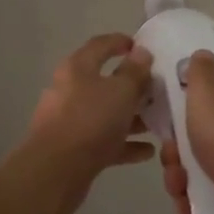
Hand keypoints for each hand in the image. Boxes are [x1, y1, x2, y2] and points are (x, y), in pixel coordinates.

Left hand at [21, 34, 155, 213]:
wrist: (55, 171)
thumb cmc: (91, 120)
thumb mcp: (121, 91)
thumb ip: (135, 72)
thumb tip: (141, 52)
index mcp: (78, 68)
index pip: (100, 45)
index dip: (121, 42)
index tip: (142, 47)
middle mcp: (71, 90)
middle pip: (105, 82)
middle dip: (133, 86)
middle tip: (158, 89)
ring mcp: (71, 121)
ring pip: (106, 113)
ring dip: (132, 117)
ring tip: (158, 122)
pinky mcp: (74, 149)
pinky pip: (104, 141)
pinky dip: (124, 143)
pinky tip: (148, 151)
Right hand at [159, 51, 213, 213]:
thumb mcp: (209, 91)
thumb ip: (201, 72)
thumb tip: (201, 54)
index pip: (207, 100)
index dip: (182, 112)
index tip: (167, 123)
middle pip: (197, 138)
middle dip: (176, 152)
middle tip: (172, 160)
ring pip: (198, 170)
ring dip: (179, 179)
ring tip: (179, 188)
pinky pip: (208, 199)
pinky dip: (193, 203)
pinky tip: (186, 207)